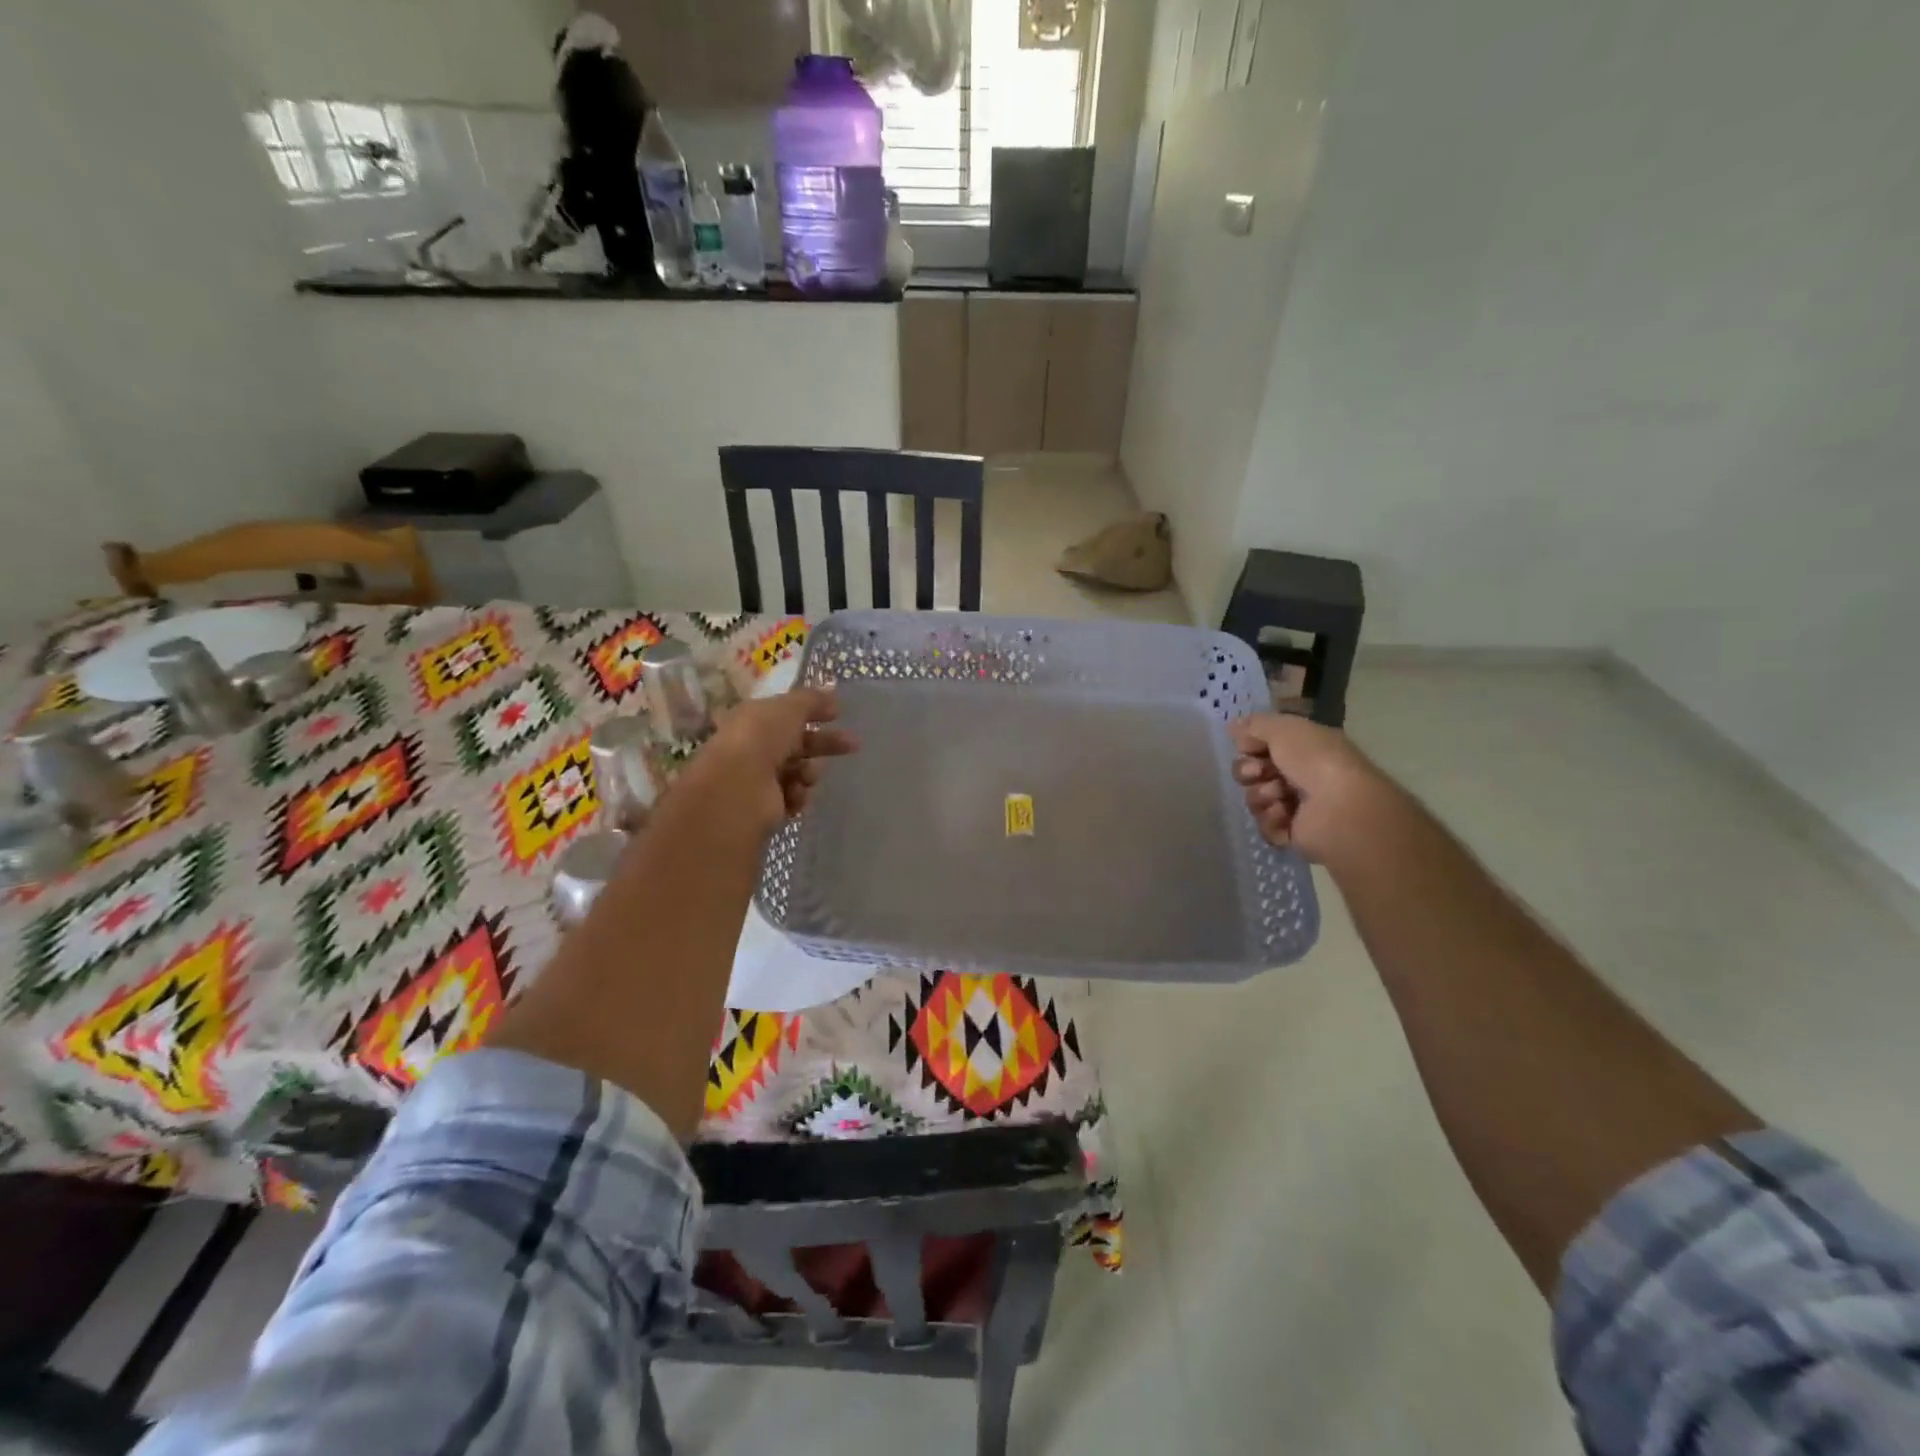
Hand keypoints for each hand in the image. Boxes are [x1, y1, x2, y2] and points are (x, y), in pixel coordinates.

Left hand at [683, 687, 856, 831]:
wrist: (738, 788)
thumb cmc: (761, 739)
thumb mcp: (790, 708)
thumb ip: (812, 699)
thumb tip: (831, 689)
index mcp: (754, 719)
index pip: (788, 714)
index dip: (814, 711)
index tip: (839, 713)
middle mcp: (755, 747)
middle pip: (798, 743)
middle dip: (825, 743)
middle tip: (853, 744)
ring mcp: (759, 777)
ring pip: (800, 771)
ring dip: (809, 772)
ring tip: (806, 776)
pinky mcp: (766, 805)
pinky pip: (795, 797)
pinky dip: (798, 795)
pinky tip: (794, 795)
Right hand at [1229, 713, 1386, 863]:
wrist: (1340, 807)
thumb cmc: (1316, 761)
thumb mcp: (1285, 729)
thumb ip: (1256, 724)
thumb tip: (1233, 726)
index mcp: (1302, 748)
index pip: (1260, 745)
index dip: (1248, 745)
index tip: (1247, 747)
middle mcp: (1299, 774)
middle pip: (1252, 772)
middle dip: (1248, 771)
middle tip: (1258, 773)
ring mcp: (1296, 805)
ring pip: (1255, 798)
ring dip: (1261, 795)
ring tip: (1280, 797)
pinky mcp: (1292, 832)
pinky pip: (1265, 825)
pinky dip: (1272, 819)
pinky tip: (1286, 815)